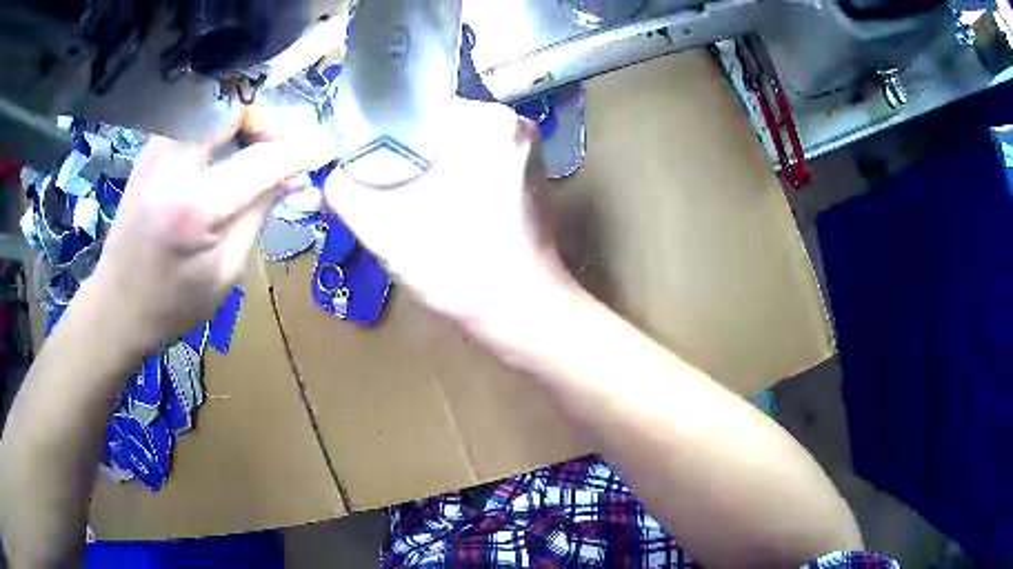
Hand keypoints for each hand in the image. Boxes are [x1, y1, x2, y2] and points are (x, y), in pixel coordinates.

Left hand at [91, 107, 322, 353]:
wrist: (116, 307)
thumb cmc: (172, 305)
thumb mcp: (225, 272)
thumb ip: (259, 213)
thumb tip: (294, 176)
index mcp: (194, 208)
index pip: (262, 158)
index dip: (299, 150)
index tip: (321, 150)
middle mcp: (172, 166)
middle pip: (232, 105)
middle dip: (262, 119)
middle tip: (269, 150)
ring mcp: (155, 152)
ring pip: (211, 103)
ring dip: (237, 119)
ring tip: (244, 153)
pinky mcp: (148, 151)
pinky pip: (192, 118)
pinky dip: (214, 126)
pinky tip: (216, 157)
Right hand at [324, 99, 574, 332]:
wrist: (523, 314)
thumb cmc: (457, 265)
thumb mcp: (383, 227)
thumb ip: (345, 190)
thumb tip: (333, 175)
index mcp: (488, 120)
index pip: (416, 110)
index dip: (382, 137)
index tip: (365, 169)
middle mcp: (516, 126)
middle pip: (438, 130)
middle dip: (406, 159)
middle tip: (383, 193)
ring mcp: (529, 155)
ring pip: (457, 151)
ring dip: (429, 174)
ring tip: (409, 208)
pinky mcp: (532, 182)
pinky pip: (478, 169)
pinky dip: (454, 185)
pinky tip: (440, 216)